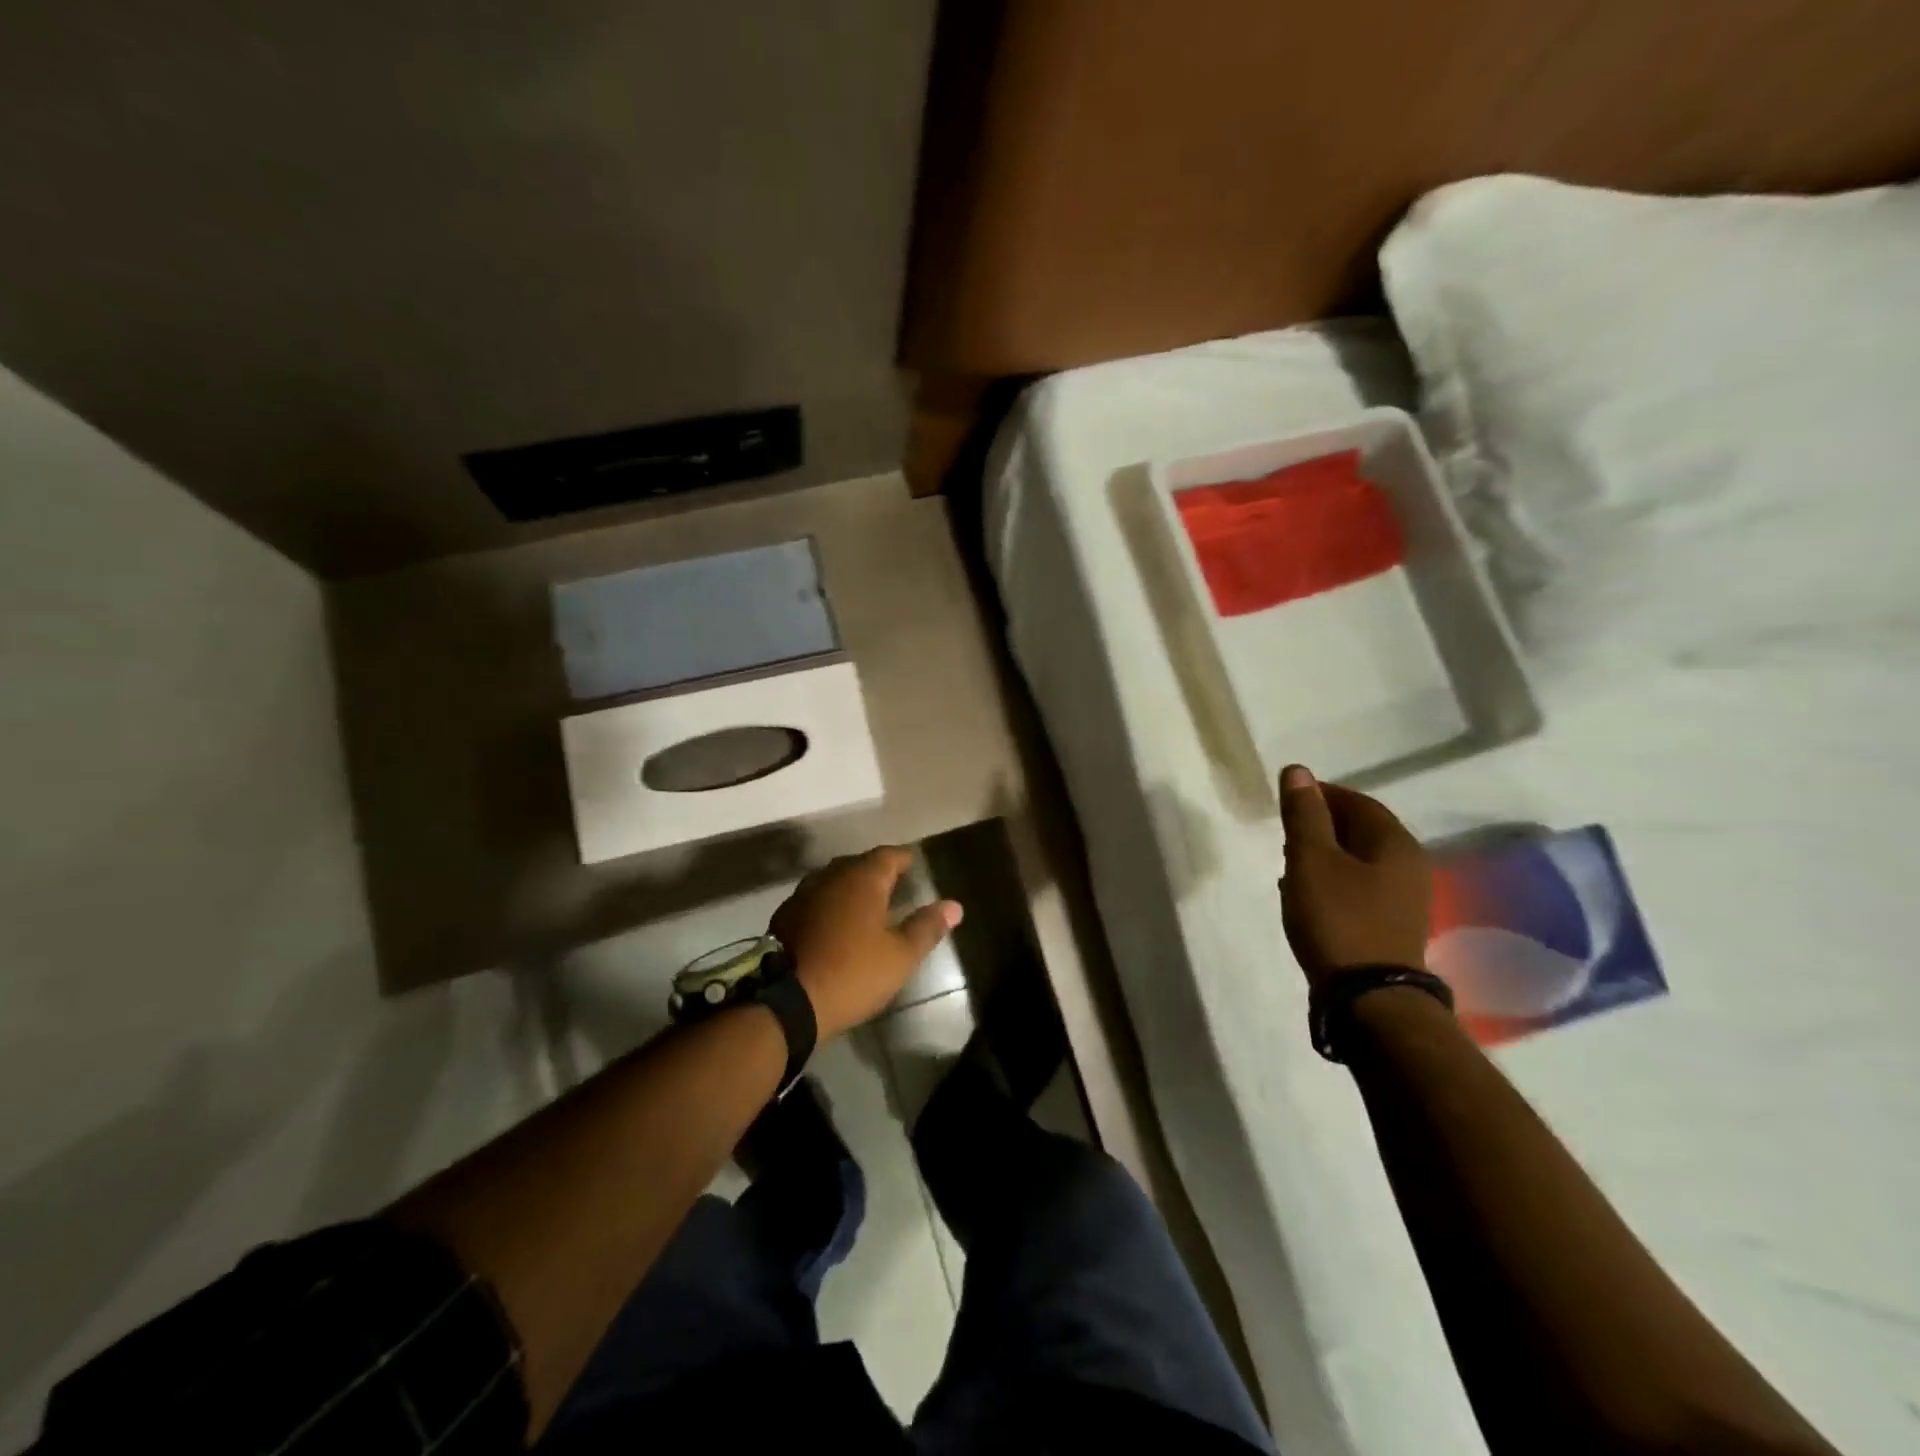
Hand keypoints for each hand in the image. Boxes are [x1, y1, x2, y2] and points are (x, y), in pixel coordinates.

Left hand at [770, 847, 962, 1040]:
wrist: (787, 1001)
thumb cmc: (852, 973)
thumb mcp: (900, 956)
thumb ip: (927, 927)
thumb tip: (954, 906)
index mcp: (862, 879)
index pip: (889, 855)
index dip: (904, 859)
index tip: (915, 865)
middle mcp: (831, 876)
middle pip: (859, 864)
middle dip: (877, 872)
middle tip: (895, 886)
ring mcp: (803, 895)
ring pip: (834, 880)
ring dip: (851, 888)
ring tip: (866, 905)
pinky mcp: (784, 916)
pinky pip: (815, 899)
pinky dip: (830, 905)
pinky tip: (835, 924)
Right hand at [1277, 765, 1429, 986]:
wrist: (1368, 998)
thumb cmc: (1337, 918)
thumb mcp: (1311, 859)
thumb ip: (1304, 814)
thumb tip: (1297, 771)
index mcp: (1395, 843)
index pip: (1357, 801)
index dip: (1320, 795)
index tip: (1287, 801)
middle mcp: (1409, 865)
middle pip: (1361, 830)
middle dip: (1321, 825)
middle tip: (1285, 833)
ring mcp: (1404, 899)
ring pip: (1359, 860)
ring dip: (1325, 855)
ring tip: (1290, 863)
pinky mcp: (1391, 925)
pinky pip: (1360, 887)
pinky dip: (1333, 881)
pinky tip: (1307, 894)